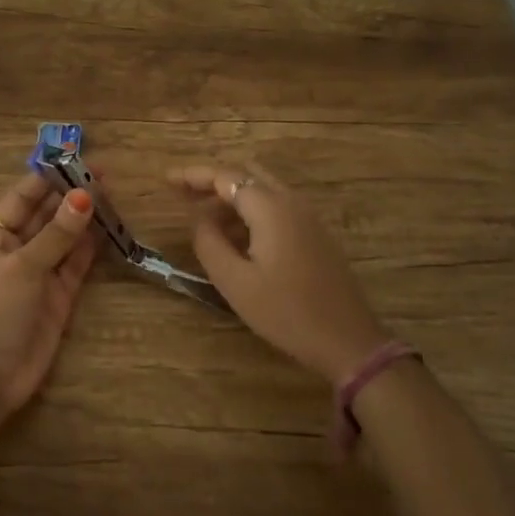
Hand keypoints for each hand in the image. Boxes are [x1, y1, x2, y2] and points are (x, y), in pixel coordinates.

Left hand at [0, 170, 98, 420]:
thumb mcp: (22, 267)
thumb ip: (56, 234)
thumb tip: (84, 197)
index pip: (22, 197)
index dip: (48, 178)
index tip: (77, 161)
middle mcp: (16, 249)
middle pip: (47, 214)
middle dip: (72, 195)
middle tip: (106, 174)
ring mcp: (39, 273)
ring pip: (65, 237)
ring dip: (85, 218)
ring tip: (113, 194)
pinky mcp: (59, 296)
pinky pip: (77, 263)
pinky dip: (92, 246)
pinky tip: (110, 227)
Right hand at [169, 161, 390, 384]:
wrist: (348, 341)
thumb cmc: (286, 312)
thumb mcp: (235, 282)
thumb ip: (209, 242)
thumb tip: (198, 217)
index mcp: (270, 208)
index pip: (225, 176)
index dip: (193, 175)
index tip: (166, 179)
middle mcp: (291, 202)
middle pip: (246, 174)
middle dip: (212, 181)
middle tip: (182, 195)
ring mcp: (308, 217)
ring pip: (263, 189)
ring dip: (232, 196)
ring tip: (203, 219)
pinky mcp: (316, 234)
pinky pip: (277, 206)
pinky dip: (251, 210)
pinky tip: (236, 236)